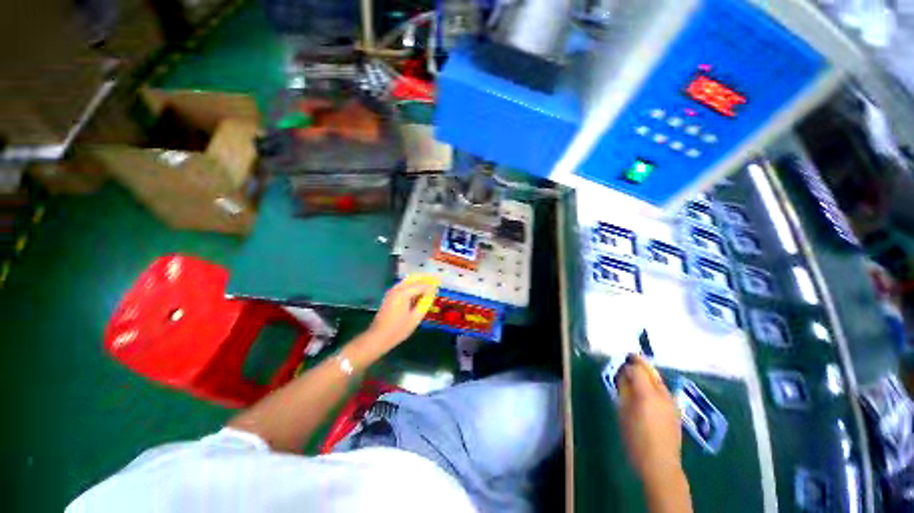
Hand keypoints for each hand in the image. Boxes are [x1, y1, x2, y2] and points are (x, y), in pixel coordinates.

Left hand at [354, 280, 437, 357]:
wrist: (378, 337)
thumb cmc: (398, 329)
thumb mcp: (415, 317)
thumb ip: (424, 303)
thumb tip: (431, 293)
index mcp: (403, 293)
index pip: (421, 285)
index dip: (431, 285)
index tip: (439, 285)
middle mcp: (397, 289)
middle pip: (413, 279)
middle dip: (424, 279)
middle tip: (435, 280)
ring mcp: (392, 292)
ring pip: (407, 281)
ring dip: (418, 282)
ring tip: (428, 285)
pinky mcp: (390, 296)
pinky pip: (403, 286)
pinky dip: (411, 286)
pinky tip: (417, 292)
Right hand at [616, 355, 683, 485]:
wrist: (660, 464)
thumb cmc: (636, 439)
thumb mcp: (623, 413)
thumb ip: (624, 391)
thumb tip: (622, 376)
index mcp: (647, 394)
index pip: (637, 369)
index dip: (627, 365)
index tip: (619, 364)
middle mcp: (662, 395)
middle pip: (651, 371)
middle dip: (640, 363)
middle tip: (629, 357)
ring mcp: (672, 403)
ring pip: (659, 380)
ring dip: (649, 373)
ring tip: (638, 372)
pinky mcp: (676, 411)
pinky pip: (664, 390)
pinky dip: (655, 384)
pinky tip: (649, 389)